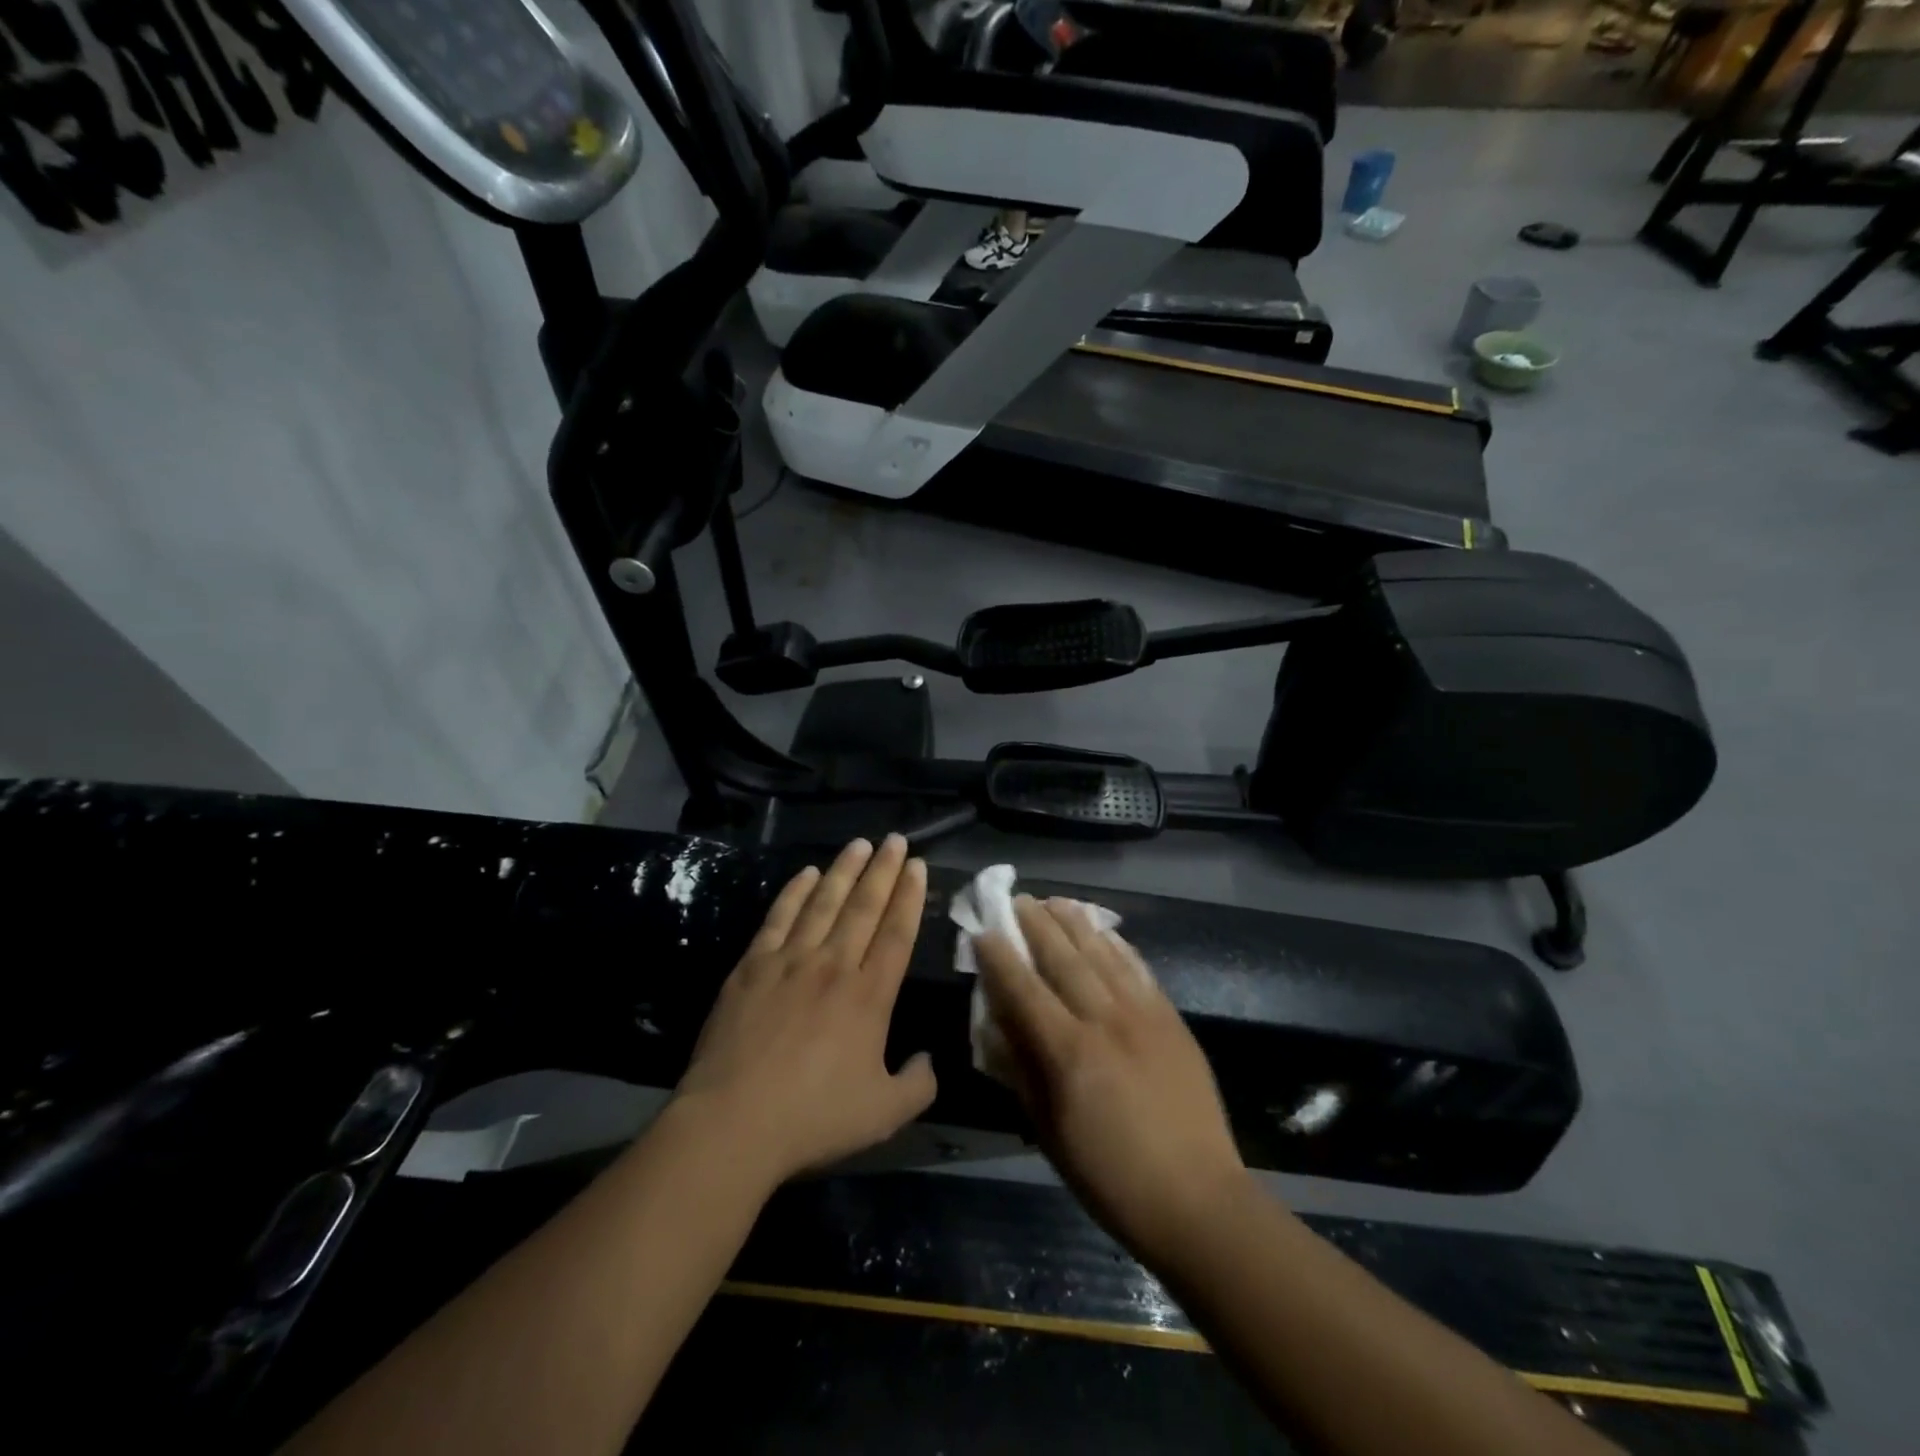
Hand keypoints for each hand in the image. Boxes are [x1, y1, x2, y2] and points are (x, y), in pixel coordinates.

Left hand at [675, 835, 936, 1188]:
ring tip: (859, 844)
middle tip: (895, 838)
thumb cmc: (814, 1118)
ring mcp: (790, 961)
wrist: (733, 1123)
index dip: (909, 895)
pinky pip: (778, 918)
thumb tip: (928, 1060)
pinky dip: (794, 892)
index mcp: (870, 995)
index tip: (916, 864)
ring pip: (823, 903)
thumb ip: (917, 1084)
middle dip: (883, 870)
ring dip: (843, 871)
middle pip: (864, 906)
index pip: (897, 932)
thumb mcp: (884, 1114)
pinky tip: (806, 874)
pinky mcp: (752, 967)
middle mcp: (834, 965)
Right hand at [976, 896, 1247, 1259]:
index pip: (1023, 989)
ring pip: (1102, 953)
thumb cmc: (1110, 1176)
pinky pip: (1139, 969)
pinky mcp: (1171, 1018)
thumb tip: (994, 1027)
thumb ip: (1020, 1071)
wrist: (1197, 1198)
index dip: (999, 958)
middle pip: (1063, 958)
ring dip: (1075, 923)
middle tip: (1017, 900)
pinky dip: (1117, 945)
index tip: (983, 932)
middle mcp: (1104, 1019)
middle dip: (1036, 925)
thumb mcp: (1049, 1131)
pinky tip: (1104, 932)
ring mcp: (1143, 1014)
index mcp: (1068, 1052)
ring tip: (1055, 901)